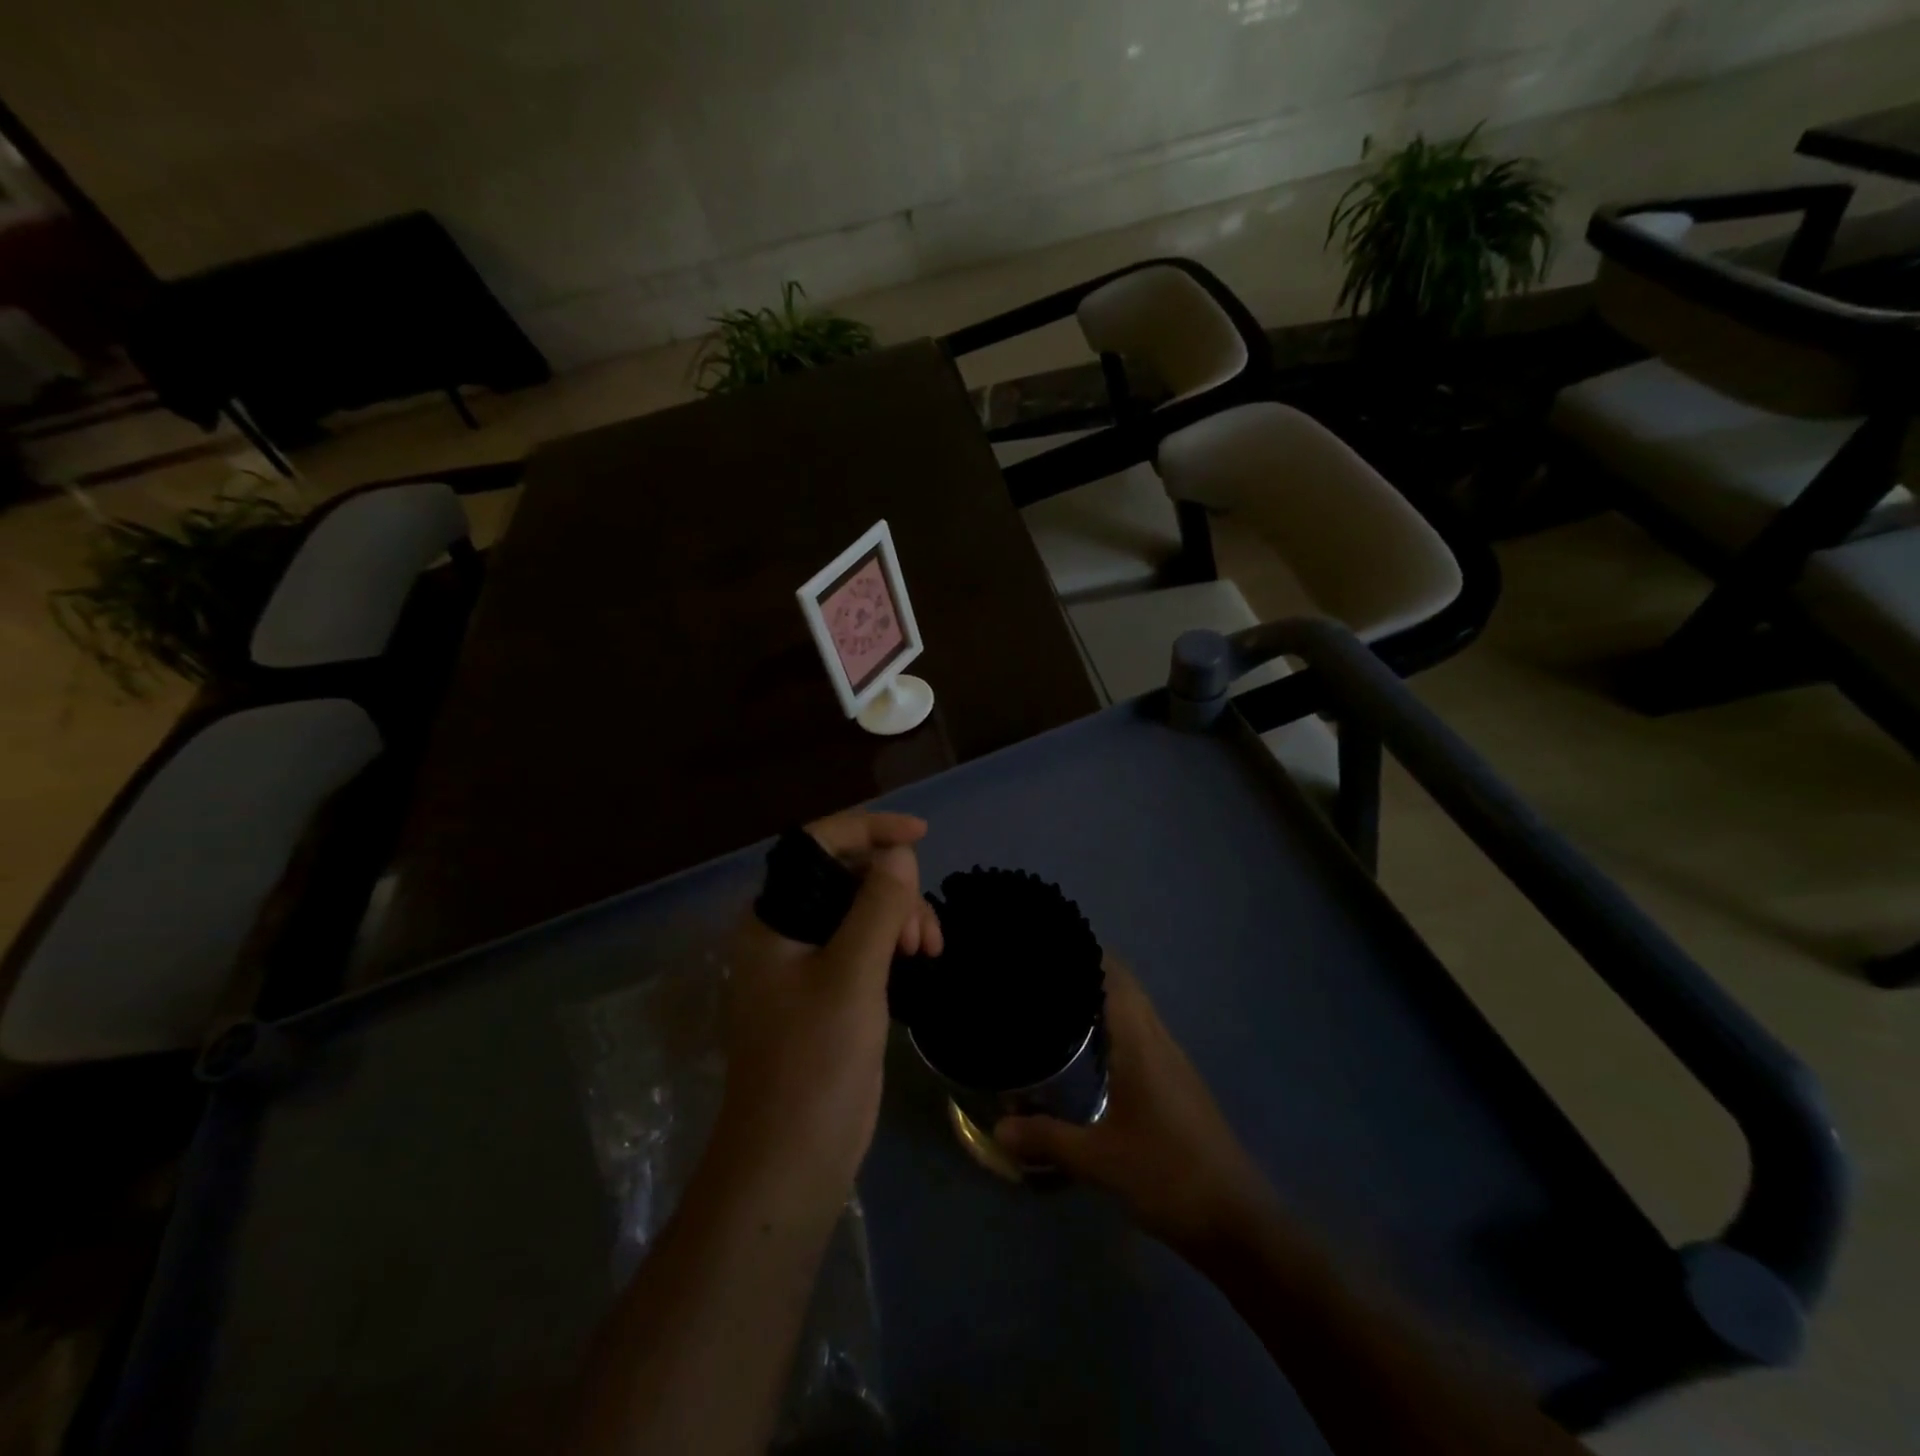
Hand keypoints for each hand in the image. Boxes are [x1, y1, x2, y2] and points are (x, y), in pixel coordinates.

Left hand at [720, 812, 941, 1199]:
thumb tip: (899, 853)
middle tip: (925, 930)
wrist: (792, 1159)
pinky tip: (921, 960)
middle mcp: (785, 934)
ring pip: (861, 911)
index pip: (817, 846)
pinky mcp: (829, 993)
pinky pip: (866, 944)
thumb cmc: (814, 1063)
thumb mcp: (851, 977)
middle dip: (894, 887)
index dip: (868, 829)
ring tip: (929, 951)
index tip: (920, 834)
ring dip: (901, 917)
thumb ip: (876, 907)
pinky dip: (895, 943)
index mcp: (772, 920)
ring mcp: (807, 965)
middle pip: (845, 878)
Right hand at [995, 958, 1277, 1256]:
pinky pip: (1142, 1035)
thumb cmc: (1167, 1176)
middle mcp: (1160, 1041)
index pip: (1114, 975)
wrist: (1238, 1222)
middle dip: (1087, 972)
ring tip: (1058, 1004)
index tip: (1049, 946)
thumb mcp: (1099, 1160)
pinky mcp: (1180, 1085)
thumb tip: (999, 1128)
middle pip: (1125, 987)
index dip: (1086, 953)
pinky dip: (1115, 1026)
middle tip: (1042, 975)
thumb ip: (1046, 1139)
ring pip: (1136, 1011)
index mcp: (1141, 1042)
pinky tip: (1092, 1052)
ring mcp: (1174, 1062)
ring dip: (1102, 999)